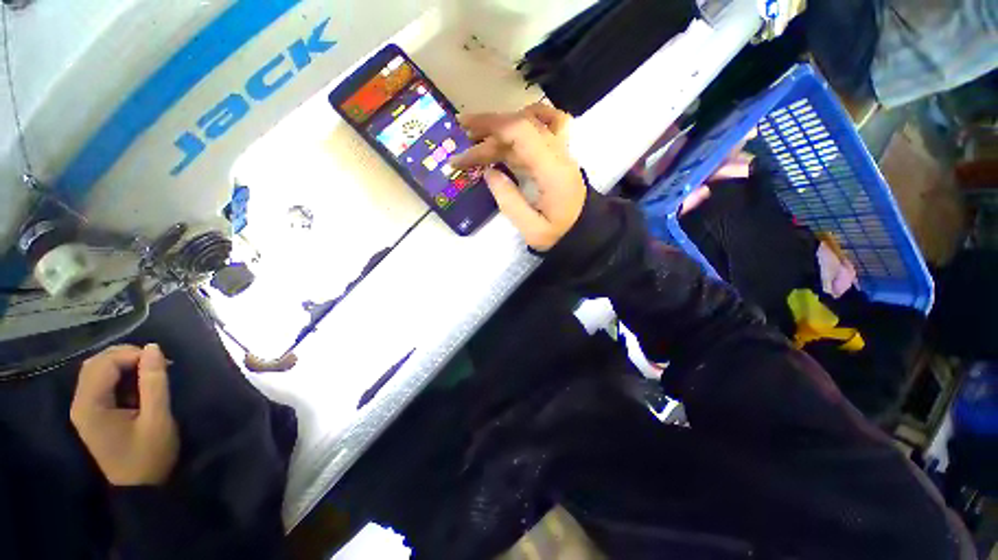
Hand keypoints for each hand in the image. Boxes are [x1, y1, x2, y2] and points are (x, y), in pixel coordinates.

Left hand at [70, 344, 179, 485]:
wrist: (140, 488)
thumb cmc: (150, 455)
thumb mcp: (157, 418)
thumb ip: (154, 383)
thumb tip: (154, 348)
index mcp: (90, 406)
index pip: (105, 364)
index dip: (133, 355)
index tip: (162, 362)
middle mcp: (80, 403)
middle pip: (96, 364)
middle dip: (127, 356)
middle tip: (157, 363)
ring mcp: (84, 409)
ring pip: (97, 371)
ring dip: (123, 365)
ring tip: (150, 372)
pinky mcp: (91, 413)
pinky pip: (101, 383)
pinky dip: (120, 376)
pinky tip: (138, 385)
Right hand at [452, 103, 586, 250]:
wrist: (585, 232)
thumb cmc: (559, 234)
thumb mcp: (532, 230)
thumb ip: (509, 201)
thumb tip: (489, 172)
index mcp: (552, 171)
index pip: (522, 132)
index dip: (492, 126)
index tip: (465, 133)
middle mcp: (558, 153)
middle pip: (522, 126)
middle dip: (488, 130)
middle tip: (462, 142)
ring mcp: (561, 151)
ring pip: (529, 125)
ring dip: (501, 128)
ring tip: (477, 137)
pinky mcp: (558, 155)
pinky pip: (545, 125)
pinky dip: (525, 122)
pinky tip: (510, 128)